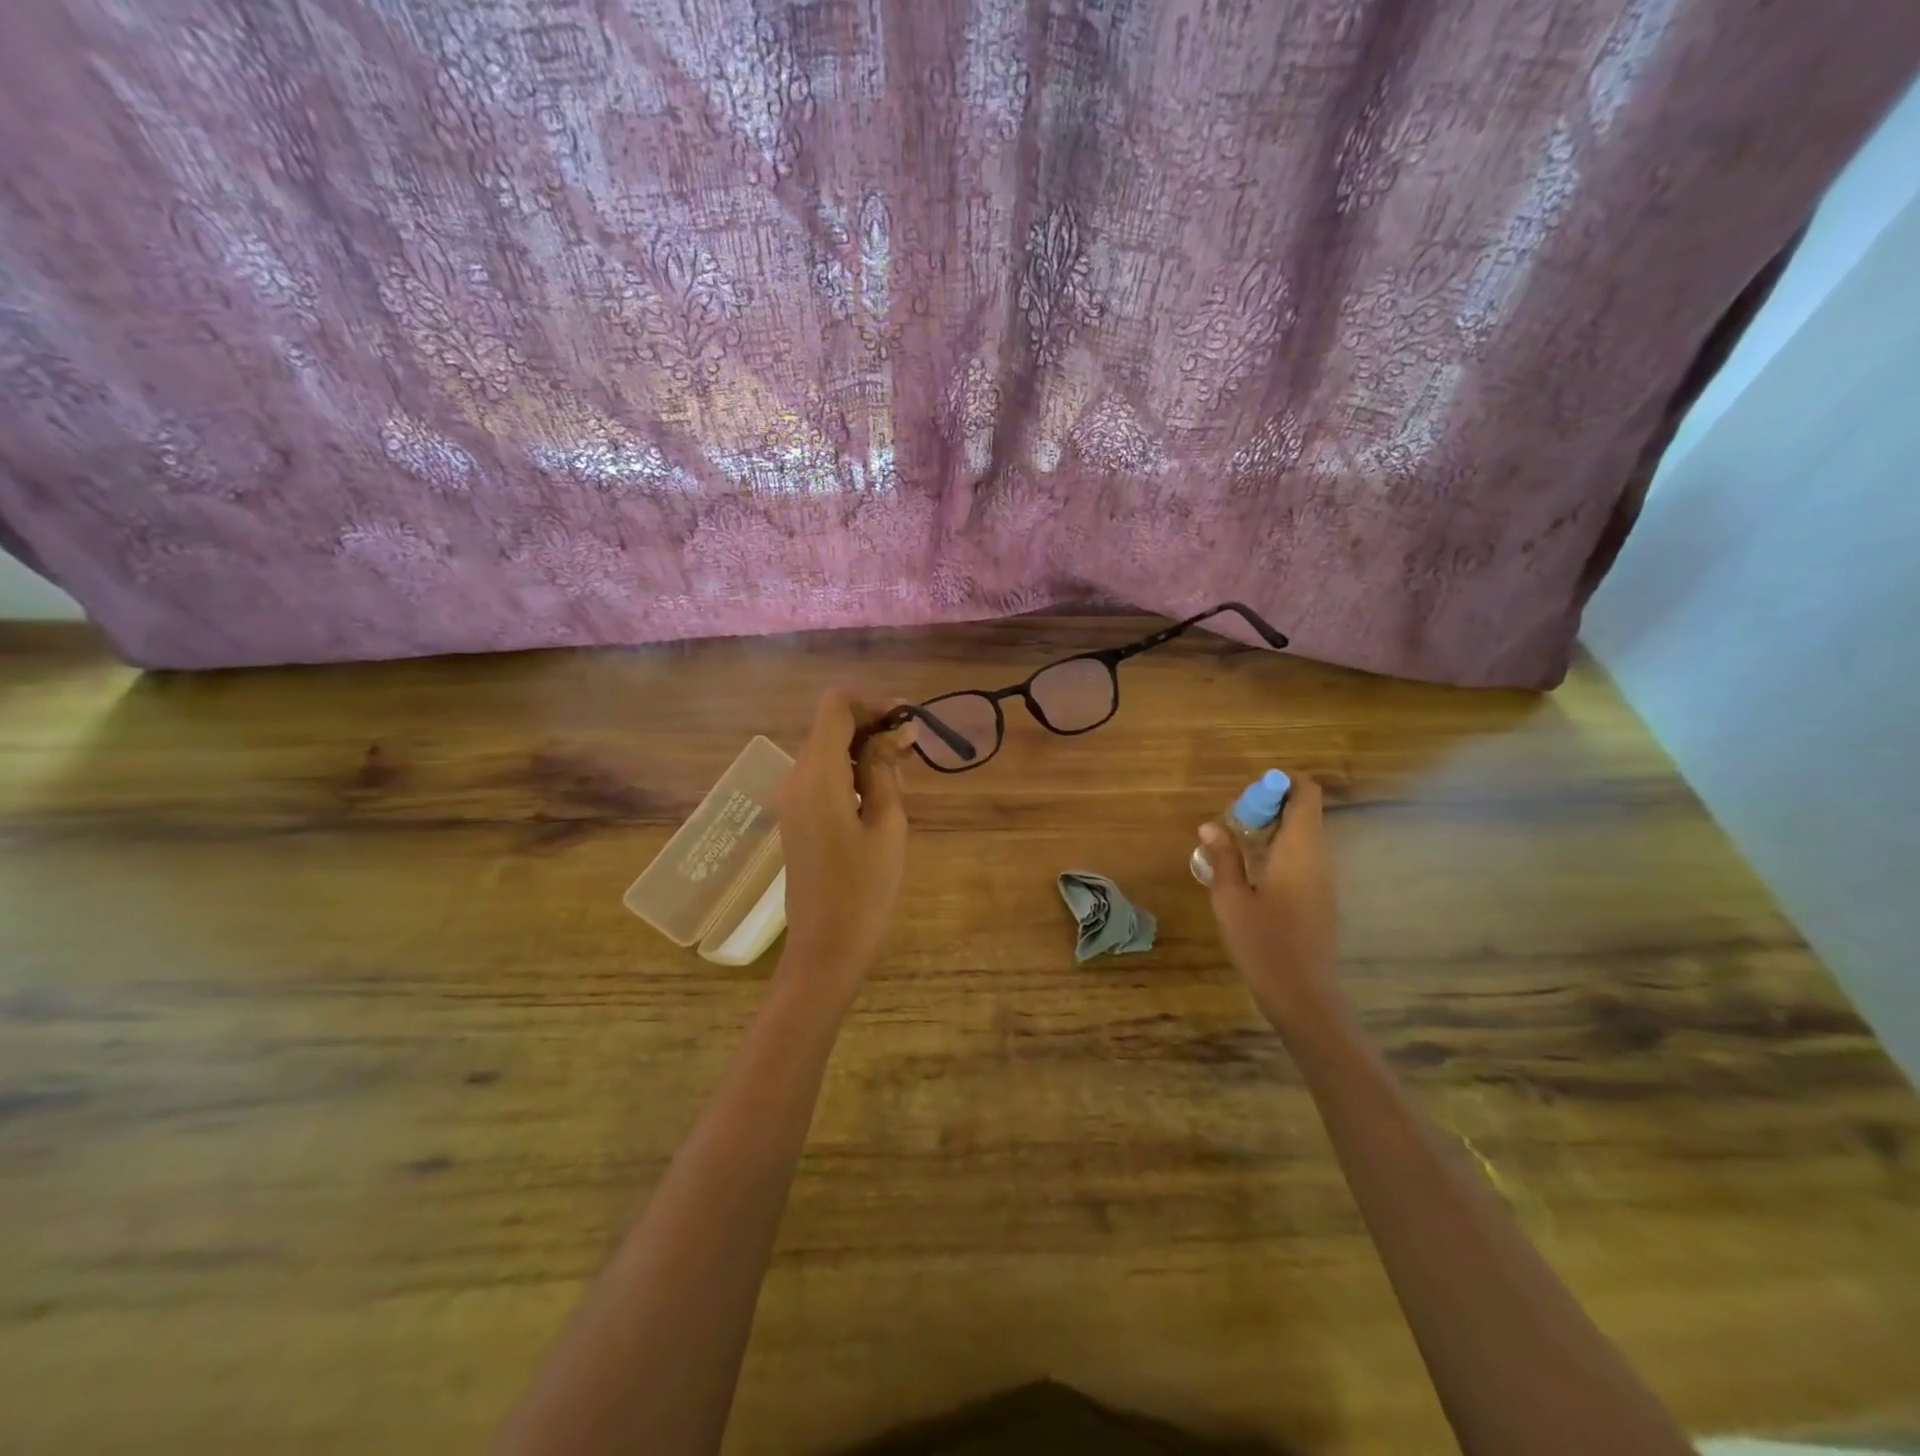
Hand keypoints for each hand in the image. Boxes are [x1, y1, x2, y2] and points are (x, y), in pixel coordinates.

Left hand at [776, 689, 910, 995]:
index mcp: (817, 774)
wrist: (826, 947)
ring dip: (863, 749)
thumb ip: (886, 769)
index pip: (835, 705)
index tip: (907, 722)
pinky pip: (822, 775)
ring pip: (827, 750)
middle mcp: (796, 777)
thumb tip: (897, 730)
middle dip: (871, 725)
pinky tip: (879, 795)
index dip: (872, 703)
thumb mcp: (887, 824)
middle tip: (912, 749)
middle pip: (830, 725)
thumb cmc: (864, 888)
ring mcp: (792, 798)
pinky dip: (850, 770)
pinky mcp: (796, 816)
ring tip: (901, 774)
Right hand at [1200, 773, 1339, 1030]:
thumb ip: (1223, 856)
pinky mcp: (1318, 896)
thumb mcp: (1230, 898)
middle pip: (1301, 811)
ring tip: (1231, 847)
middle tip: (1230, 824)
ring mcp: (1322, 878)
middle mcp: (1318, 856)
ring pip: (1300, 835)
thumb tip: (1212, 825)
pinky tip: (1247, 874)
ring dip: (1268, 831)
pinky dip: (1275, 852)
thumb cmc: (1264, 943)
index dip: (1280, 783)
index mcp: (1300, 849)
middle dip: (1266, 807)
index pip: (1306, 792)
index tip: (1247, 795)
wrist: (1303, 995)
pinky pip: (1300, 857)